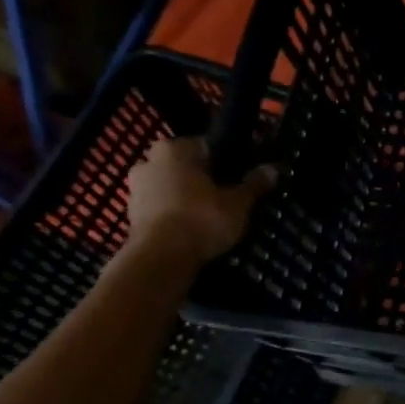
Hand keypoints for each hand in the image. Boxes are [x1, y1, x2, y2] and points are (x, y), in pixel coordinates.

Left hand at [126, 137, 274, 262]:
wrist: (161, 257)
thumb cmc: (202, 219)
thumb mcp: (238, 203)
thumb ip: (254, 184)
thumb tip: (274, 168)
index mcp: (175, 149)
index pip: (206, 146)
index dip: (226, 161)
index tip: (239, 177)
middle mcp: (149, 161)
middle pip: (185, 166)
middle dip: (202, 178)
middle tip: (225, 196)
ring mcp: (136, 188)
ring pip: (170, 186)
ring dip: (185, 196)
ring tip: (210, 215)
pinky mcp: (131, 214)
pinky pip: (160, 207)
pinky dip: (174, 213)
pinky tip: (192, 228)